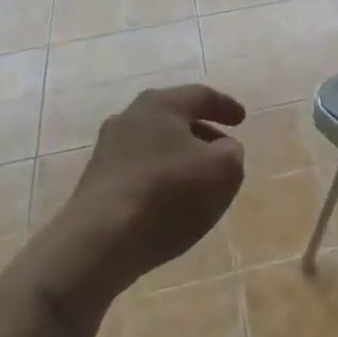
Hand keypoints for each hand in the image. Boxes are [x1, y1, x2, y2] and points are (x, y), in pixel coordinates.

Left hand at [55, 84, 247, 297]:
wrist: (99, 241)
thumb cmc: (168, 194)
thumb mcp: (223, 170)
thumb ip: (232, 152)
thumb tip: (222, 149)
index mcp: (162, 104)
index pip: (201, 95)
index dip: (225, 106)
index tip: (242, 119)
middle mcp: (130, 117)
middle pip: (173, 117)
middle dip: (200, 130)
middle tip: (220, 146)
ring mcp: (108, 149)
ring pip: (154, 144)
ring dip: (178, 156)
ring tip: (197, 178)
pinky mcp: (95, 181)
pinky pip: (138, 170)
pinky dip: (159, 177)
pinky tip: (169, 201)